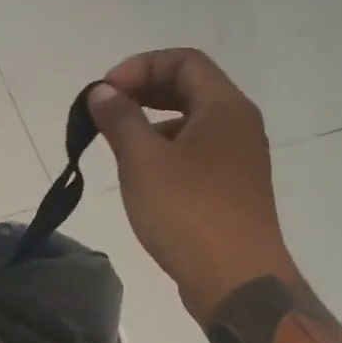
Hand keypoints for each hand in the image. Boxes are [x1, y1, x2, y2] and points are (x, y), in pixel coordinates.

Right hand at [88, 49, 291, 320]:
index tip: (105, 93)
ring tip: (117, 143)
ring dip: (152, 120)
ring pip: (191, 120)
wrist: (237, 282)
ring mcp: (239, 158)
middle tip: (106, 110)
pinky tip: (141, 174)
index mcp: (225, 107)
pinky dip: (165, 148)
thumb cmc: (188, 213)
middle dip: (143, 90)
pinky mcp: (232, 187)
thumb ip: (120, 119)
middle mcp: (238, 124)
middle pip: (189, 86)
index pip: (184, 60)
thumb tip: (102, 92)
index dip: (139, 66)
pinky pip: (196, 150)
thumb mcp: (143, 161)